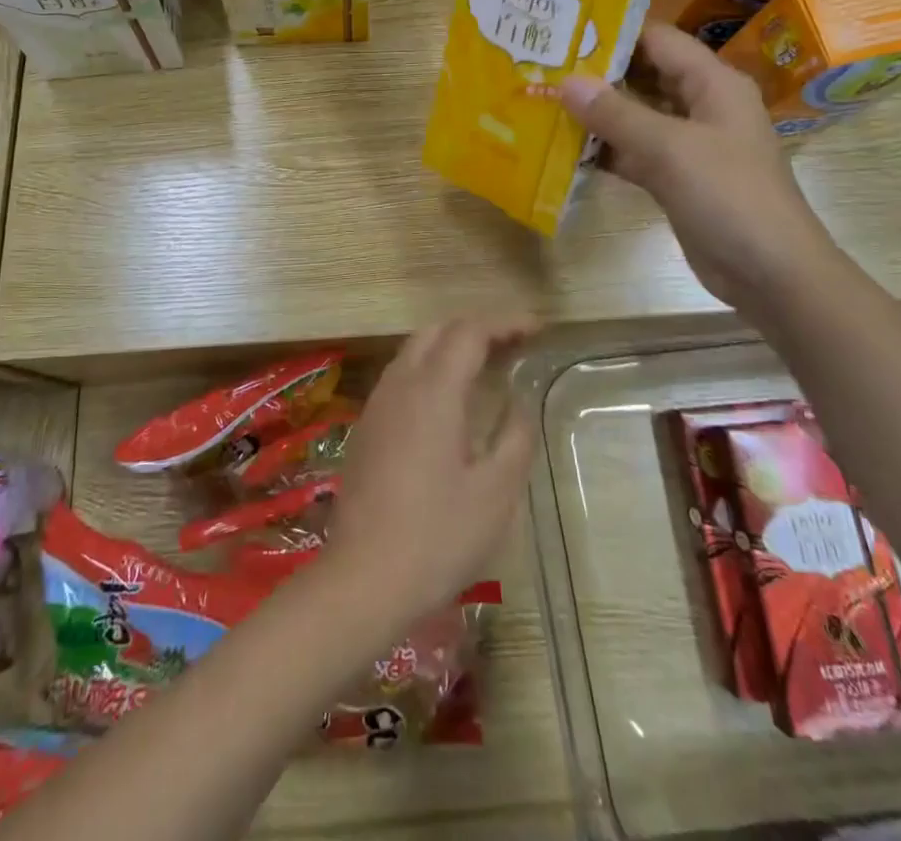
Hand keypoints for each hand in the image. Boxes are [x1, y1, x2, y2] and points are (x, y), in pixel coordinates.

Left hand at [323, 318, 536, 631]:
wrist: (364, 578)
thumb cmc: (438, 536)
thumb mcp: (496, 492)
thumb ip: (514, 438)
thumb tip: (518, 403)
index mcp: (433, 390)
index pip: (469, 332)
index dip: (505, 323)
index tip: (536, 329)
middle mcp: (400, 385)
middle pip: (437, 330)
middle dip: (476, 328)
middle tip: (513, 346)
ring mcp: (377, 405)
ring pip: (414, 351)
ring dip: (450, 346)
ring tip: (485, 367)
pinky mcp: (366, 428)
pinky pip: (400, 377)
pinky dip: (430, 369)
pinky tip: (448, 402)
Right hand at [560, 23, 840, 309]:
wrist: (770, 272)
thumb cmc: (728, 196)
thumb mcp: (670, 148)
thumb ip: (616, 114)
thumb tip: (566, 82)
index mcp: (712, 83)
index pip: (658, 39)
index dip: (614, 31)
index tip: (564, 29)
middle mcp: (701, 105)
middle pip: (644, 75)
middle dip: (597, 72)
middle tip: (544, 65)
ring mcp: (688, 144)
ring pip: (636, 115)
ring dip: (596, 112)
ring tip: (544, 100)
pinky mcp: (675, 177)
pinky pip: (634, 151)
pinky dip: (605, 149)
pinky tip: (564, 148)